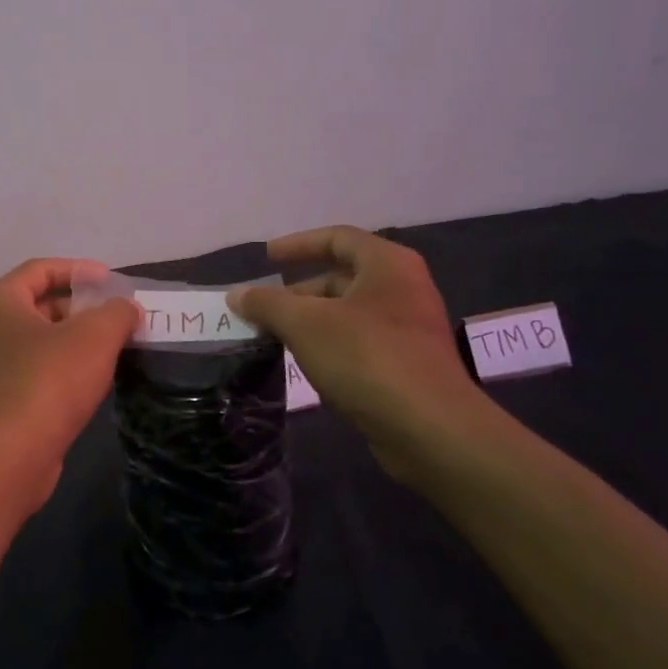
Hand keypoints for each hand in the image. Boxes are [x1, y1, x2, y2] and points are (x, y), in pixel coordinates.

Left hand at [0, 258, 138, 510]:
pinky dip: (63, 368)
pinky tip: (91, 381)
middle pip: (38, 305)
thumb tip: (128, 308)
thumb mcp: (95, 337)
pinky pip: (34, 371)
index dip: (78, 270)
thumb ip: (117, 313)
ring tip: (112, 347)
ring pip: (38, 341)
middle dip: (80, 308)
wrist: (10, 456)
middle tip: (116, 317)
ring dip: (75, 340)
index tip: (110, 281)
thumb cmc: (49, 380)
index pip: (39, 269)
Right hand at [228, 227, 495, 484]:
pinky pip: (360, 343)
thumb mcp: (306, 324)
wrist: (431, 430)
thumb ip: (268, 304)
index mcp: (387, 264)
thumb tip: (237, 294)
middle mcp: (404, 289)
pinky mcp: (408, 366)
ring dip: (311, 322)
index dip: (298, 244)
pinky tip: (306, 365)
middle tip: (264, 309)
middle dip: (299, 292)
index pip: (337, 238)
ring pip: (348, 314)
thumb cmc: (368, 359)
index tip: (267, 258)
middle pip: (342, 277)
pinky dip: (330, 346)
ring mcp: (409, 329)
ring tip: (276, 338)